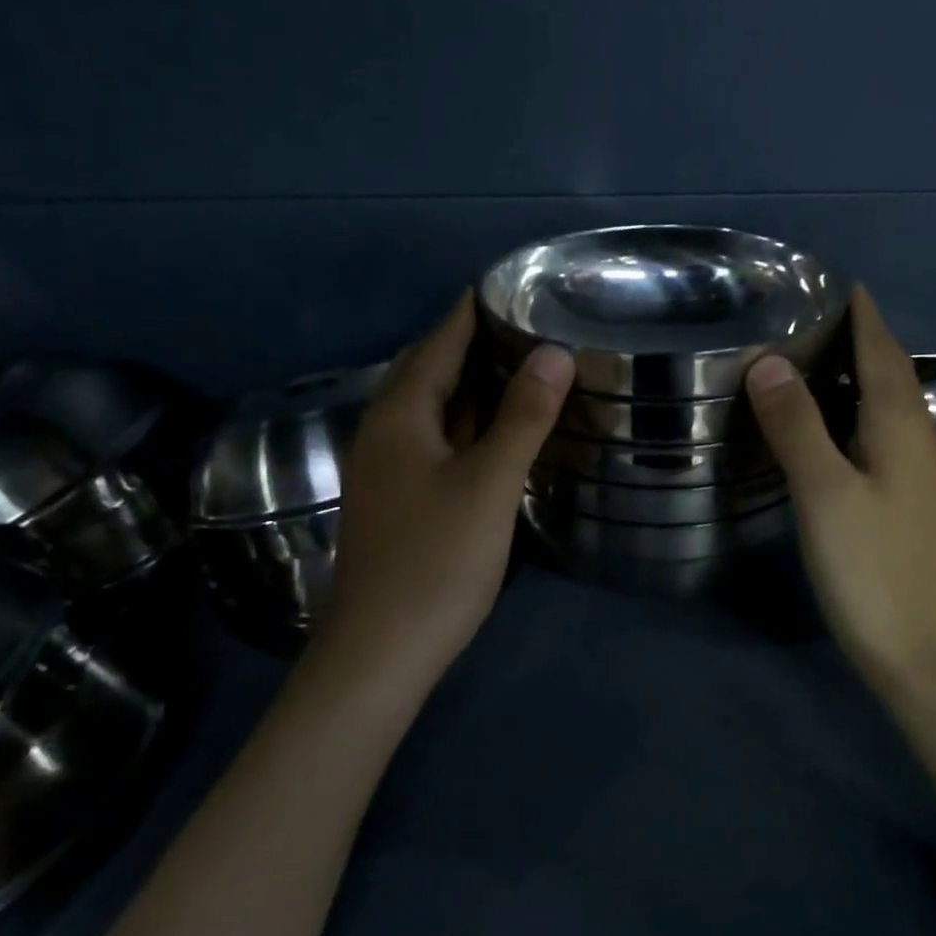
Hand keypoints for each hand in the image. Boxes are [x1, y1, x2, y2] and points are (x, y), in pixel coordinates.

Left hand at [323, 292, 573, 685]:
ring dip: (473, 385)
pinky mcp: (402, 500)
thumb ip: (522, 417)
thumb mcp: (488, 483)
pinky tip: (499, 430)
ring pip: (435, 410)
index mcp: (400, 415)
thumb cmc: (436, 561)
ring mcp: (390, 470)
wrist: (381, 651)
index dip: (471, 310)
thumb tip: (554, 352)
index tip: (512, 284)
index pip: (439, 341)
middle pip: (431, 370)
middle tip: (529, 322)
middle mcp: (386, 432)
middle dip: (474, 342)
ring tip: (523, 364)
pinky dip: (470, 424)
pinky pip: (438, 442)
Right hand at [745, 285, 935, 692]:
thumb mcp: (825, 492)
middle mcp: (920, 439)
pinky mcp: (911, 503)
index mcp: (903, 425)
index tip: (833, 280)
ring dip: (858, 375)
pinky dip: (857, 414)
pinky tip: (832, 427)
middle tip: (808, 315)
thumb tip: (769, 361)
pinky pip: (884, 435)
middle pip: (890, 372)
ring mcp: (921, 474)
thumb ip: (797, 425)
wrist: (928, 653)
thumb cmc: (874, 569)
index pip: (881, 349)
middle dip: (858, 337)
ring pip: (889, 405)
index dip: (860, 312)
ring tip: (812, 359)